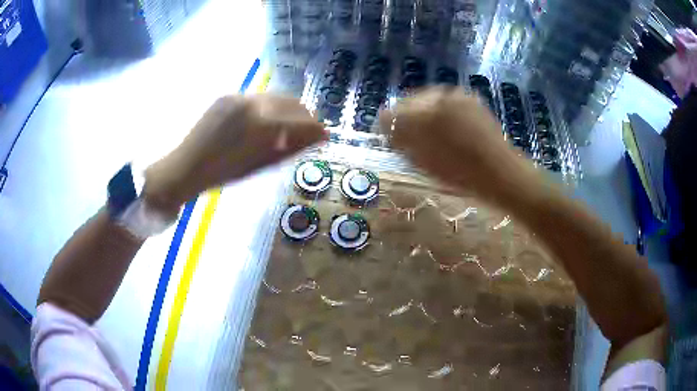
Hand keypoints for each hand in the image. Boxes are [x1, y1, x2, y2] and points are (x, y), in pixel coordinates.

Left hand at [144, 94, 325, 213]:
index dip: (317, 129)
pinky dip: (268, 109)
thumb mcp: (261, 164)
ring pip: (276, 98)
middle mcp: (254, 102)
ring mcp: (239, 96)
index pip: (302, 121)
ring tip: (286, 129)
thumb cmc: (223, 174)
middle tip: (307, 133)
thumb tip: (318, 138)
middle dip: (305, 118)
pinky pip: (258, 98)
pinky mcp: (228, 96)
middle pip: (293, 103)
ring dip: (287, 111)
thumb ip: (291, 148)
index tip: (324, 136)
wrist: (185, 166)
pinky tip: (263, 124)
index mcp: (262, 124)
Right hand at [382, 87, 539, 203]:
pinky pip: (445, 100)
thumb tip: (387, 128)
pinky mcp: (470, 98)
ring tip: (426, 131)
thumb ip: (402, 141)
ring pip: (427, 98)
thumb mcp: (425, 162)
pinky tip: (445, 126)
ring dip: (421, 113)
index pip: (392, 113)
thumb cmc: (462, 175)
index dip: (386, 125)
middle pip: (408, 101)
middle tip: (404, 135)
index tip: (386, 136)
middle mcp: (439, 98)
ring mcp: (457, 96)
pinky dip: (439, 110)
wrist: (501, 173)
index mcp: (425, 116)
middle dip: (403, 117)